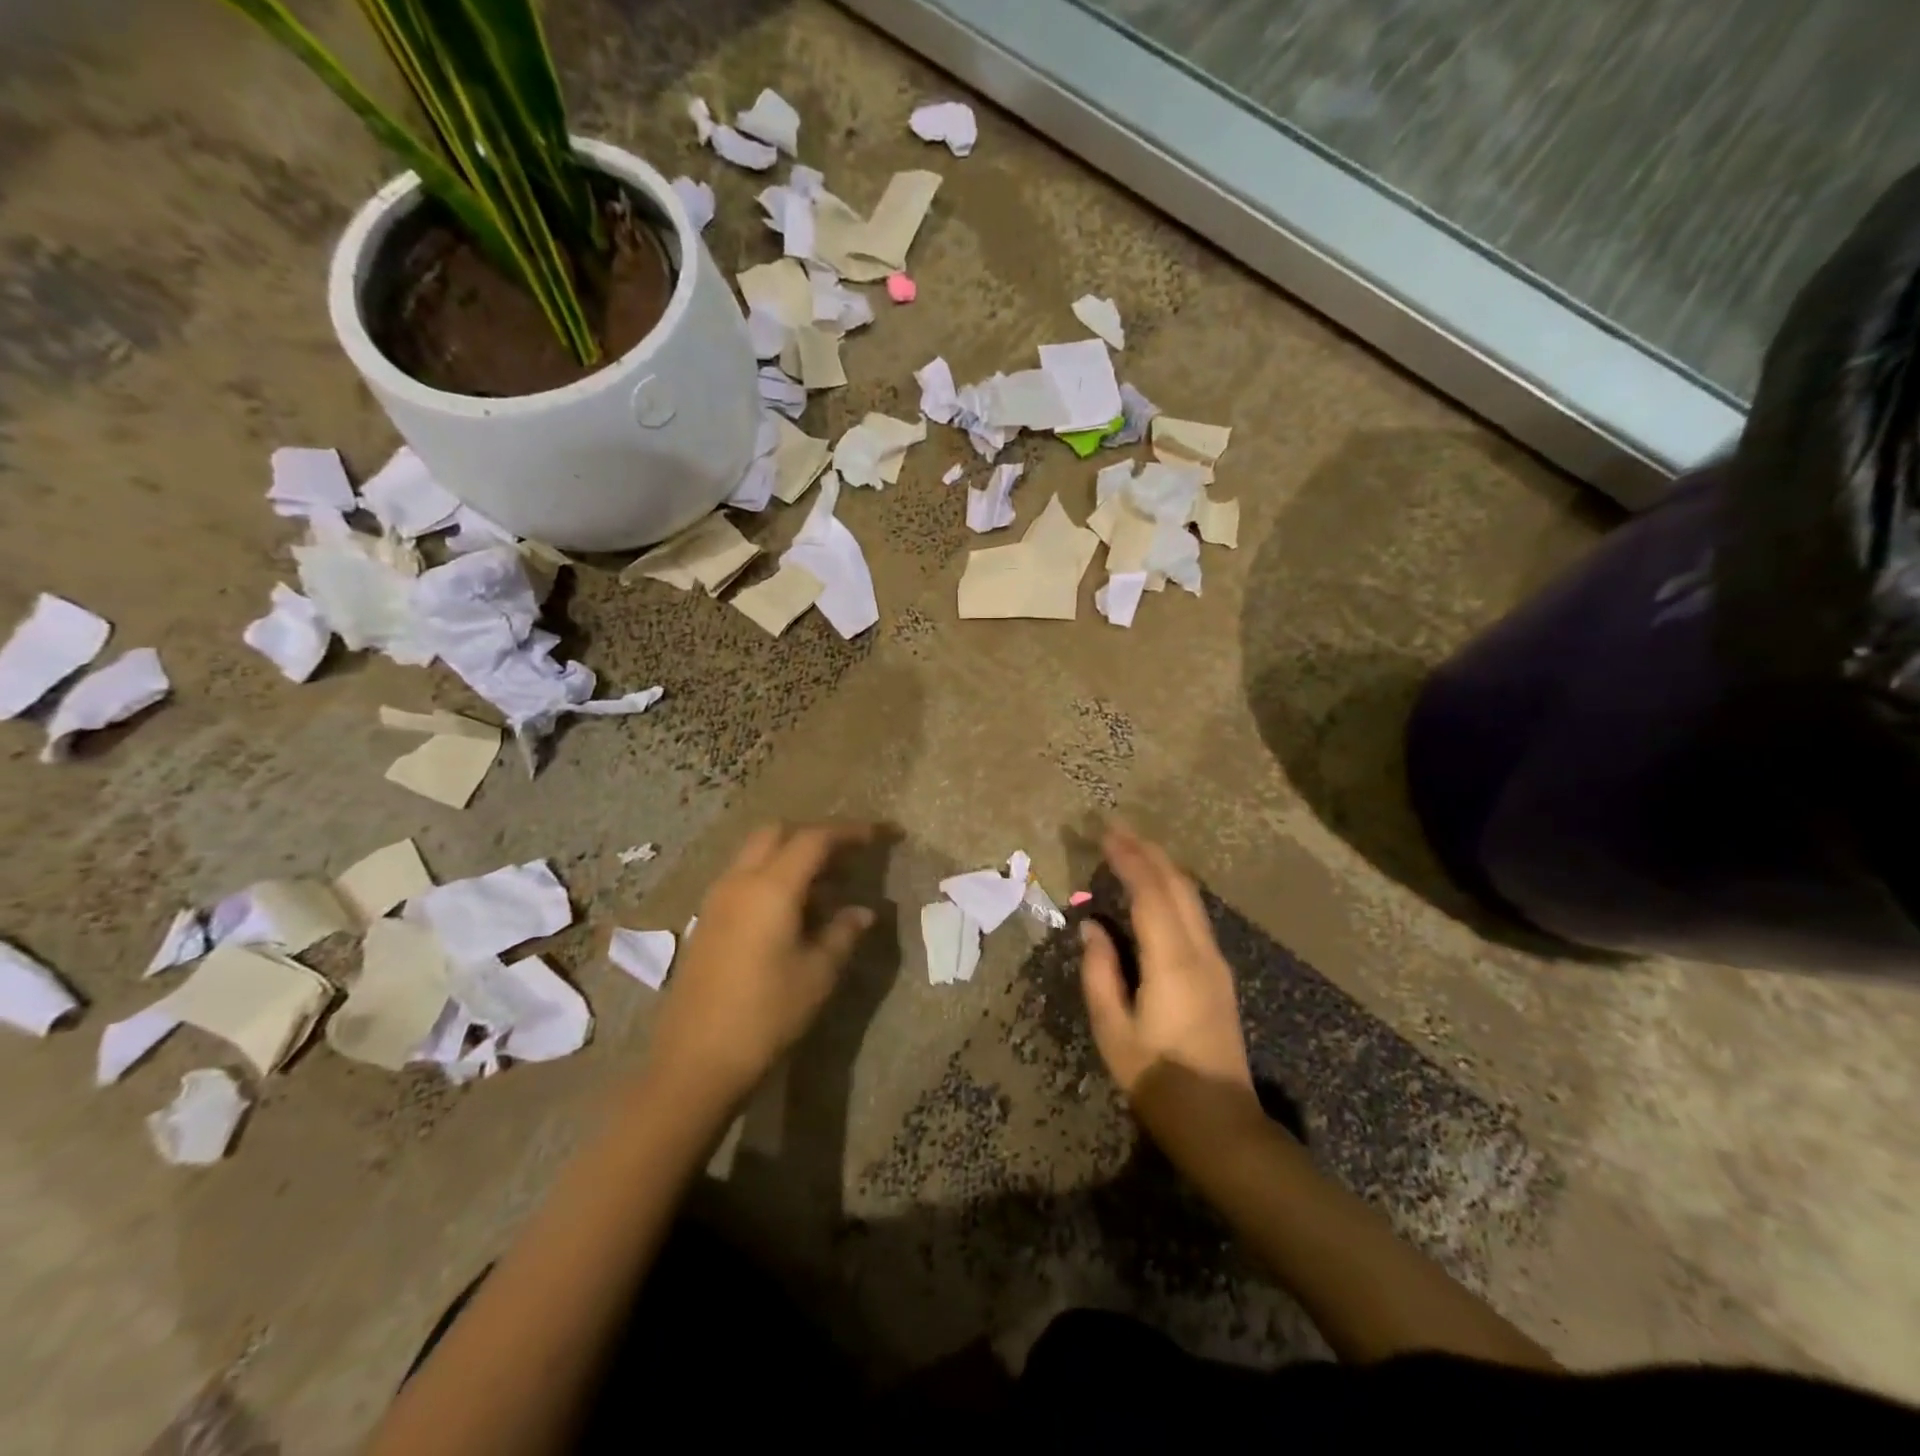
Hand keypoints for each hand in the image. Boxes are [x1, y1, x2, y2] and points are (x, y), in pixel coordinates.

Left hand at [648, 821, 877, 1107]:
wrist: (694, 1062)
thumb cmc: (765, 1015)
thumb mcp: (817, 974)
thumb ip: (843, 933)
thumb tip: (863, 912)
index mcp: (771, 888)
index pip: (814, 839)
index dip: (850, 832)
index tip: (879, 835)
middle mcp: (739, 882)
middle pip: (777, 833)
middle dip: (815, 835)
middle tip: (847, 858)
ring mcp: (717, 900)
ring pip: (756, 854)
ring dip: (791, 856)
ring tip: (826, 887)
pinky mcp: (706, 921)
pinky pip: (743, 878)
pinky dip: (772, 877)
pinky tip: (793, 911)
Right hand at [1079, 823, 1251, 1099]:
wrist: (1220, 1123)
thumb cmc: (1158, 1079)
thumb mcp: (1113, 1030)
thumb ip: (1099, 972)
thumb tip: (1092, 927)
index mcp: (1172, 961)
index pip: (1150, 892)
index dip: (1128, 858)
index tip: (1105, 832)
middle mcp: (1200, 951)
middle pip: (1177, 885)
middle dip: (1147, 851)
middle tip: (1117, 828)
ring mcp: (1215, 962)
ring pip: (1191, 897)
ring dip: (1162, 867)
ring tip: (1133, 848)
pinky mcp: (1219, 974)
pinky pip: (1195, 915)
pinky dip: (1172, 889)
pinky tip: (1156, 889)